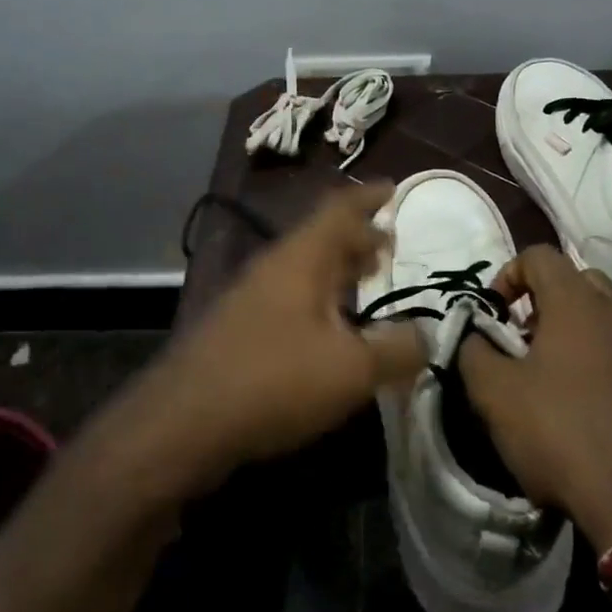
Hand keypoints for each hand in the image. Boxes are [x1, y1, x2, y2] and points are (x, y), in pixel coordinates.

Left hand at [126, 183, 424, 493]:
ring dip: (339, 270)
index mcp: (302, 257)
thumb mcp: (351, 369)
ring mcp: (252, 296)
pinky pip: (291, 296)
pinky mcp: (240, 328)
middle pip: (322, 237)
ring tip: (368, 283)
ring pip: (305, 268)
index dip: (369, 197)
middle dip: (358, 237)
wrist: (182, 423)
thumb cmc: (273, 380)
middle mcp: (275, 266)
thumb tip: (429, 336)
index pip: (340, 208)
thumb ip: (397, 349)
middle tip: (390, 247)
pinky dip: (321, 299)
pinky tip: (333, 331)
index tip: (394, 188)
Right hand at [461, 246, 611, 548]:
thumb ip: (473, 352)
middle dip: (541, 300)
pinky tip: (574, 405)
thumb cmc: (561, 431)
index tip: (492, 315)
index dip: (507, 275)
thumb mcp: (494, 393)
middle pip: (575, 280)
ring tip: (542, 375)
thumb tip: (473, 337)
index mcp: (576, 301)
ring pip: (599, 317)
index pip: (538, 255)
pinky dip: (592, 359)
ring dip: (567, 331)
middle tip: (520, 339)